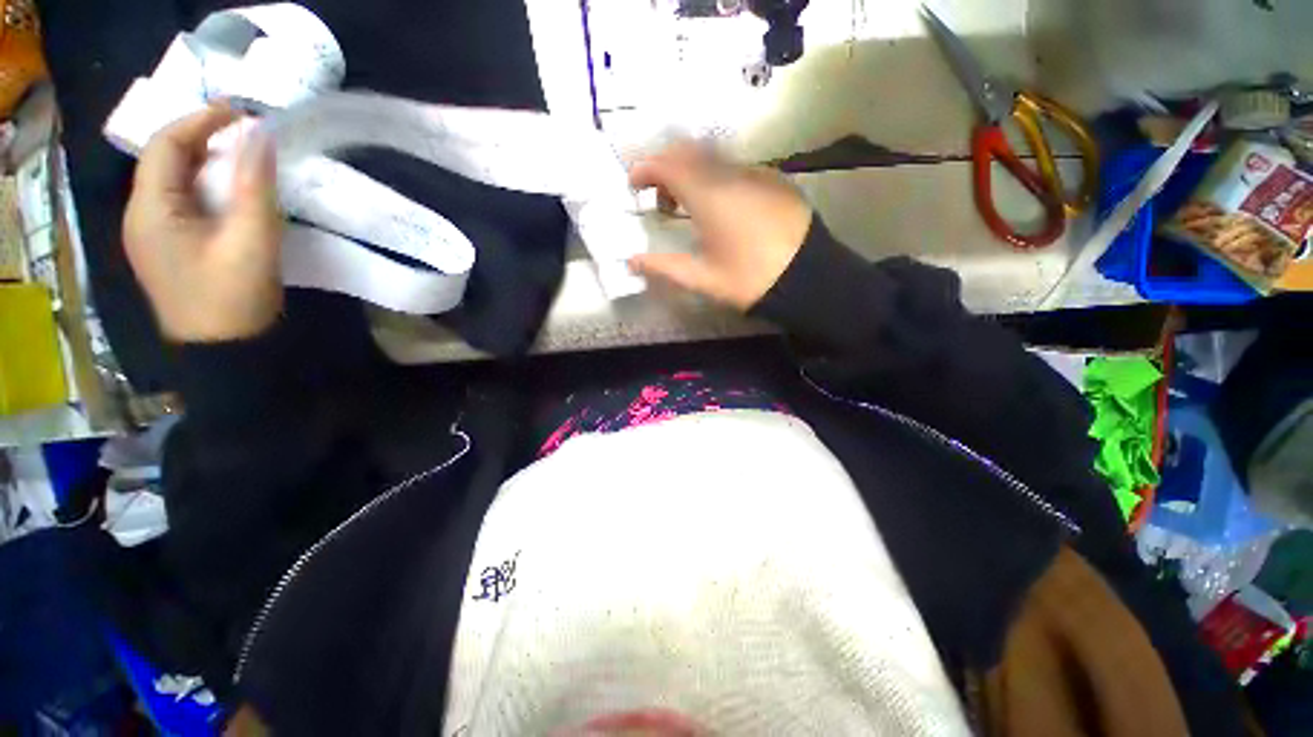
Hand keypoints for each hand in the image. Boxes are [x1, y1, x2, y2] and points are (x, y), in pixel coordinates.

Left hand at [123, 104, 282, 342]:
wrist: (226, 352)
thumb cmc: (233, 298)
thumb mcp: (252, 240)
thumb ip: (254, 186)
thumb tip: (261, 135)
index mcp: (150, 209)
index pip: (166, 144)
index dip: (201, 120)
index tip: (242, 113)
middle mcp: (141, 215)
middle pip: (166, 159)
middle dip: (204, 138)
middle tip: (248, 135)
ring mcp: (153, 233)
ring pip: (175, 180)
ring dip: (207, 162)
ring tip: (245, 159)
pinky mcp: (169, 247)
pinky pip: (183, 202)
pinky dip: (207, 186)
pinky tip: (232, 193)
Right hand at [627, 142, 812, 310]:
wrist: (809, 277)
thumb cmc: (750, 279)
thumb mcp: (703, 279)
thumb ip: (664, 266)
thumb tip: (631, 261)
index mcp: (709, 197)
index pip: (668, 164)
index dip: (645, 169)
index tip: (634, 184)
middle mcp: (731, 175)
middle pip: (689, 152)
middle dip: (666, 167)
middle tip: (660, 198)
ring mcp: (756, 174)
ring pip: (714, 158)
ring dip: (692, 172)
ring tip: (689, 205)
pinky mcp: (774, 180)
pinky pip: (736, 168)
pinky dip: (717, 177)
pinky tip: (721, 206)